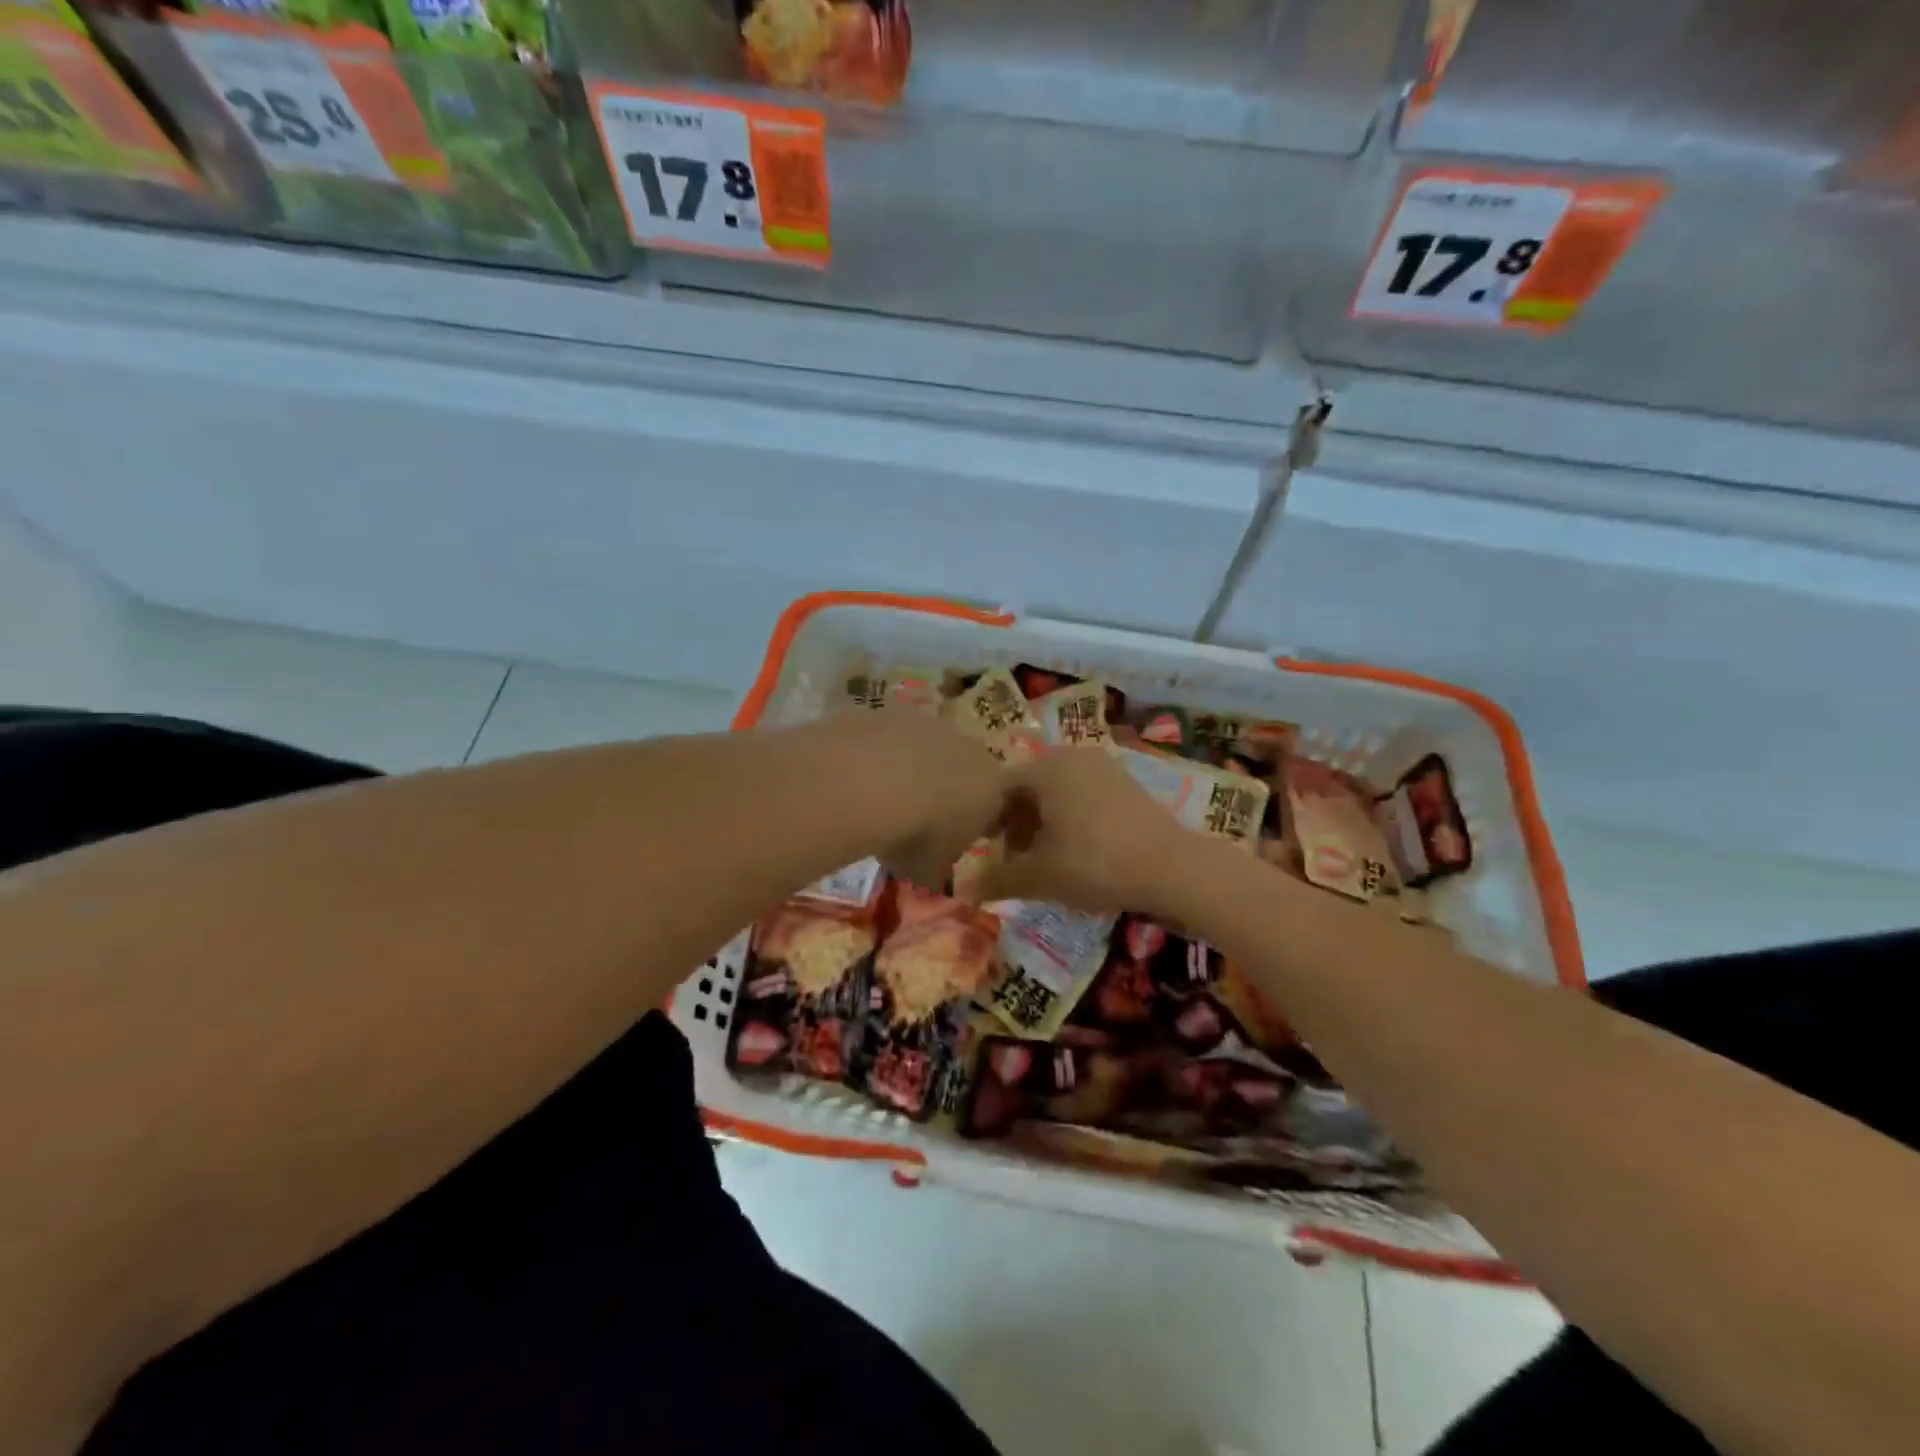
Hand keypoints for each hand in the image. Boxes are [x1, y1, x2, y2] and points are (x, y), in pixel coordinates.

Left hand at [837, 710, 1008, 890]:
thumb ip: (937, 866)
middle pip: (962, 768)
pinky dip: (879, 754)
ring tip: (880, 797)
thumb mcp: (932, 868)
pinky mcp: (891, 712)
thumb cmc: (919, 834)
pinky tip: (857, 776)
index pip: (995, 804)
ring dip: (910, 768)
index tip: (953, 839)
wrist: (876, 781)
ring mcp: (930, 723)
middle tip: (917, 817)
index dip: (975, 822)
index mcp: (992, 786)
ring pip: (925, 747)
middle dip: (944, 789)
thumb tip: (930, 870)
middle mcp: (968, 748)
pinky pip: (890, 737)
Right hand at [976, 747, 1198, 914]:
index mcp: (1045, 769)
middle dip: (1018, 825)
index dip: (989, 823)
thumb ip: (997, 880)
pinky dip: (1072, 819)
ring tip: (1050, 860)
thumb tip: (965, 890)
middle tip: (1019, 861)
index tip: (992, 855)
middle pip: (1029, 789)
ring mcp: (1103, 766)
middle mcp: (1072, 756)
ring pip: (1058, 792)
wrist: (1172, 867)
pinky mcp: (1126, 783)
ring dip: (1045, 824)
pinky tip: (1082, 852)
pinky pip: (1084, 795)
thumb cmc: (1095, 864)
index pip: (999, 789)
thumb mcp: (1039, 877)